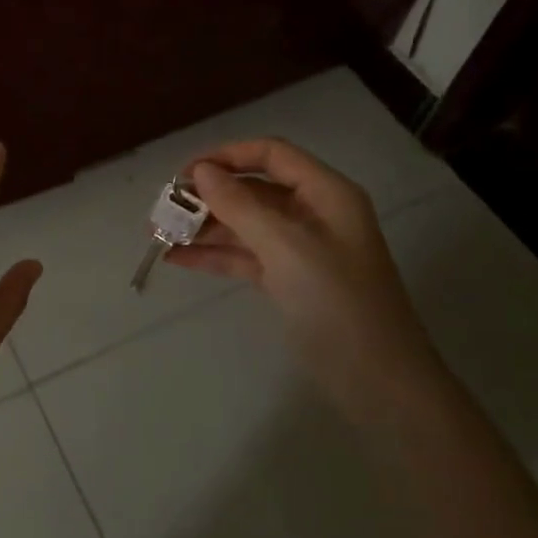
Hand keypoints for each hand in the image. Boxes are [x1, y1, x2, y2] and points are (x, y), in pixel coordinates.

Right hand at [166, 138, 433, 395]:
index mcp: (325, 193)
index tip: (184, 174)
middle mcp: (313, 214)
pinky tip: (176, 260)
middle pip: (253, 189)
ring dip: (204, 227)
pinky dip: (214, 256)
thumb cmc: (337, 303)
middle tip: (162, 209)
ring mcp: (300, 249)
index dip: (227, 156)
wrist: (379, 383)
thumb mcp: (286, 248)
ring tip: (158, 234)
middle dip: (208, 196)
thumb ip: (240, 206)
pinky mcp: (289, 281)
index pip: (271, 154)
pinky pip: (245, 256)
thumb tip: (200, 171)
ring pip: (245, 224)